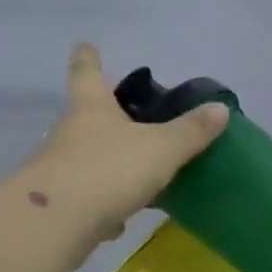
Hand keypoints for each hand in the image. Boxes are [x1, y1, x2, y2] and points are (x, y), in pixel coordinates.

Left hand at [20, 44, 228, 236]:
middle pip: (85, 117)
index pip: (87, 73)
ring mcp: (55, 169)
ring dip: (105, 165)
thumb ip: (191, 132)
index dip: (88, 58)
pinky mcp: (51, 206)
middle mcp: (68, 133)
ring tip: (134, 179)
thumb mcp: (161, 149)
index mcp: (92, 109)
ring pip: (83, 159)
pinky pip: (80, 198)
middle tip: (129, 119)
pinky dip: (98, 205)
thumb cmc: (109, 170)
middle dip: (104, 117)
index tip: (84, 45)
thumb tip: (220, 108)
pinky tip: (115, 222)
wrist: (52, 226)